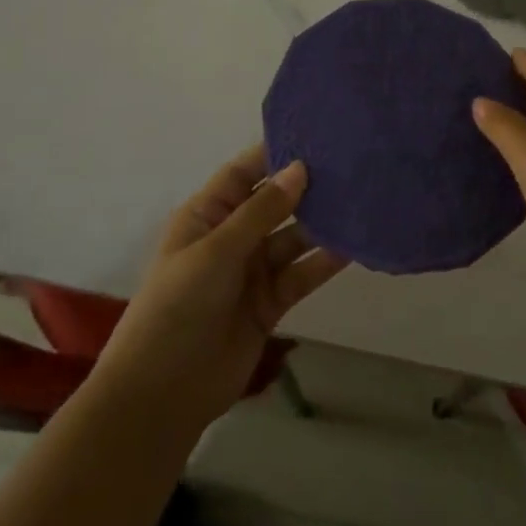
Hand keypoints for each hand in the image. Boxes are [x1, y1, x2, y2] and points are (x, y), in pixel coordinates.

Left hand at [97, 145, 347, 429]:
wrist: (163, 392)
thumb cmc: (178, 305)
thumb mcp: (217, 250)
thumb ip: (262, 210)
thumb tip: (301, 167)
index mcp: (207, 215)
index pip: (244, 172)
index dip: (275, 153)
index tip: (316, 133)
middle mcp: (232, 236)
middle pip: (275, 203)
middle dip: (308, 186)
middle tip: (352, 163)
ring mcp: (253, 270)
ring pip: (294, 237)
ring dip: (322, 223)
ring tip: (362, 200)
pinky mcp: (272, 301)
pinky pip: (303, 273)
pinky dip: (325, 261)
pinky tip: (355, 246)